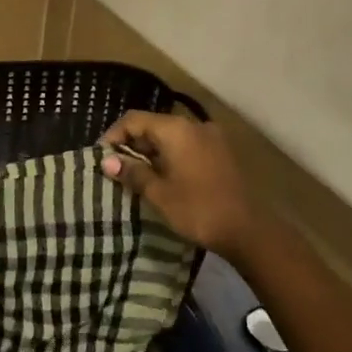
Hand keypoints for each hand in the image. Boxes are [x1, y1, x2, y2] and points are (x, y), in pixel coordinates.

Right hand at [101, 111, 263, 258]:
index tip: (102, 158)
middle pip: (153, 125)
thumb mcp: (158, 193)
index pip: (134, 120)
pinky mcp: (221, 152)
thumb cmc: (198, 209)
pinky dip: (170, 156)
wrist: (249, 231)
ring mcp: (211, 137)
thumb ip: (132, 172)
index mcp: (176, 129)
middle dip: (132, 144)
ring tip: (137, 176)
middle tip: (117, 168)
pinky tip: (164, 178)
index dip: (113, 135)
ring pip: (171, 136)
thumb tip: (107, 161)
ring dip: (151, 152)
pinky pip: (187, 146)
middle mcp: (194, 125)